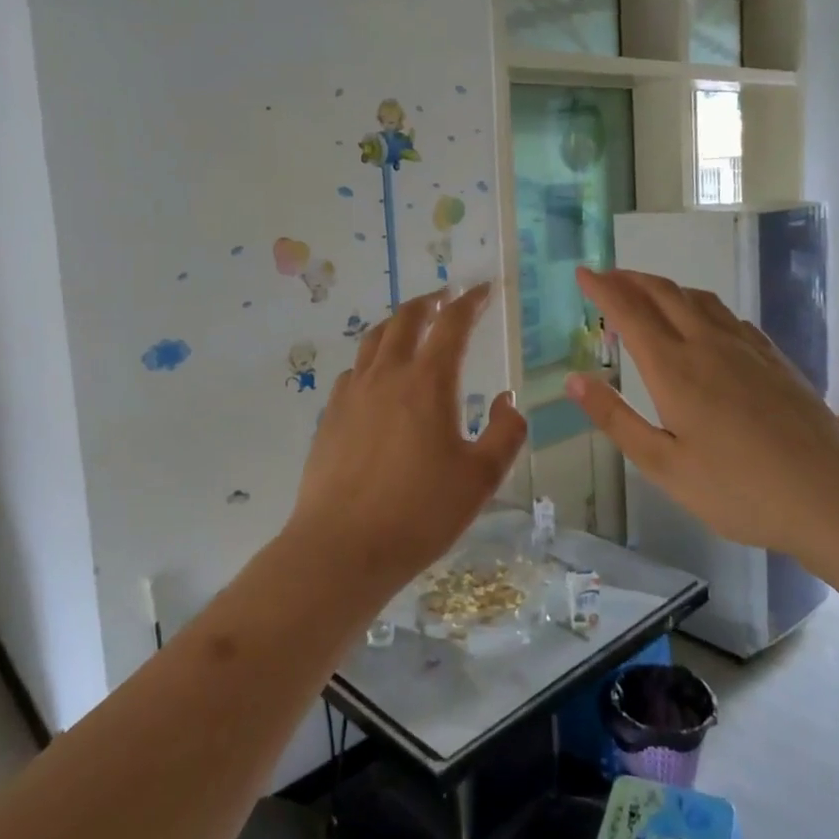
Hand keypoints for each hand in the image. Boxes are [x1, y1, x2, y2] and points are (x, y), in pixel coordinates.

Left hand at [288, 285, 525, 588]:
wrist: (342, 547)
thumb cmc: (419, 513)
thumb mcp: (480, 479)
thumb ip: (505, 434)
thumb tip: (508, 402)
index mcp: (427, 382)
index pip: (451, 324)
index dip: (470, 302)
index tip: (483, 290)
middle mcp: (387, 375)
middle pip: (405, 319)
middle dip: (429, 302)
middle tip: (446, 298)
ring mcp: (352, 393)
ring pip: (373, 339)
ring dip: (397, 324)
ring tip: (411, 326)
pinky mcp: (330, 415)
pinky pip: (354, 370)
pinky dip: (372, 358)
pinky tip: (377, 377)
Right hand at [566, 267, 838, 558]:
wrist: (829, 496)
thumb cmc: (737, 489)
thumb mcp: (663, 464)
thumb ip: (616, 419)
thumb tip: (573, 380)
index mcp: (674, 368)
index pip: (629, 312)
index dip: (602, 288)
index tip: (582, 273)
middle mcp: (707, 345)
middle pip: (663, 294)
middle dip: (630, 279)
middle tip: (607, 276)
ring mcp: (746, 348)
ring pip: (698, 299)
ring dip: (665, 287)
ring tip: (646, 292)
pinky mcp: (774, 358)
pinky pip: (728, 315)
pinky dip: (700, 305)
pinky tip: (703, 322)